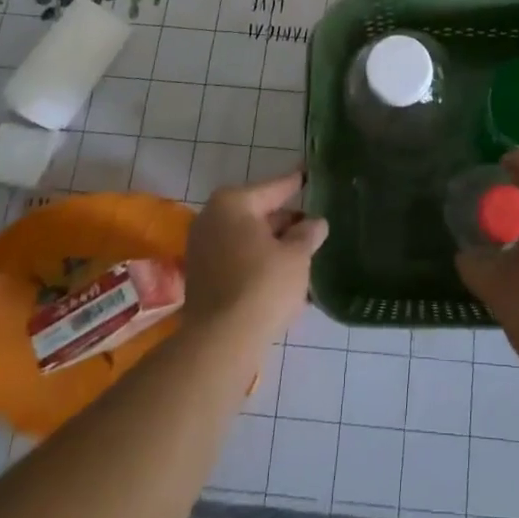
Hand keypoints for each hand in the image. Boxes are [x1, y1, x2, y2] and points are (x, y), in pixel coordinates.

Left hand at [184, 172, 327, 352]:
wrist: (221, 343)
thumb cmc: (262, 285)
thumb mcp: (297, 255)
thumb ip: (307, 234)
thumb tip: (315, 223)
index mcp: (234, 203)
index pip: (274, 187)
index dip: (296, 183)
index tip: (310, 174)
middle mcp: (212, 219)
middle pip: (259, 214)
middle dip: (286, 222)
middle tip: (315, 225)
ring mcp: (203, 250)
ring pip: (249, 240)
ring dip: (275, 246)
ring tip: (306, 253)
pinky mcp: (202, 279)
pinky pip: (239, 261)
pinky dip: (260, 264)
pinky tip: (285, 276)